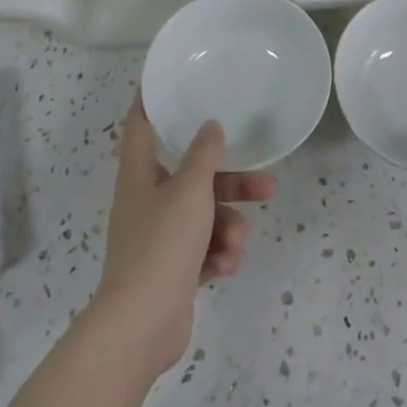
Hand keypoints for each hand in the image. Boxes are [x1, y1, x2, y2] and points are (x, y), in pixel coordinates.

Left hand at [91, 96, 274, 377]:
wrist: (140, 326)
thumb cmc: (161, 244)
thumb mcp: (190, 190)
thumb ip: (204, 154)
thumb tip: (211, 126)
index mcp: (140, 174)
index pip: (140, 125)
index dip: (150, 101)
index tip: (165, 80)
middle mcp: (147, 200)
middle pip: (193, 177)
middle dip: (231, 182)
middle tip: (266, 184)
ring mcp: (159, 238)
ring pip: (205, 215)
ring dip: (228, 226)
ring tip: (235, 243)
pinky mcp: (173, 270)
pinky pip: (204, 249)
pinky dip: (218, 254)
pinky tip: (225, 266)